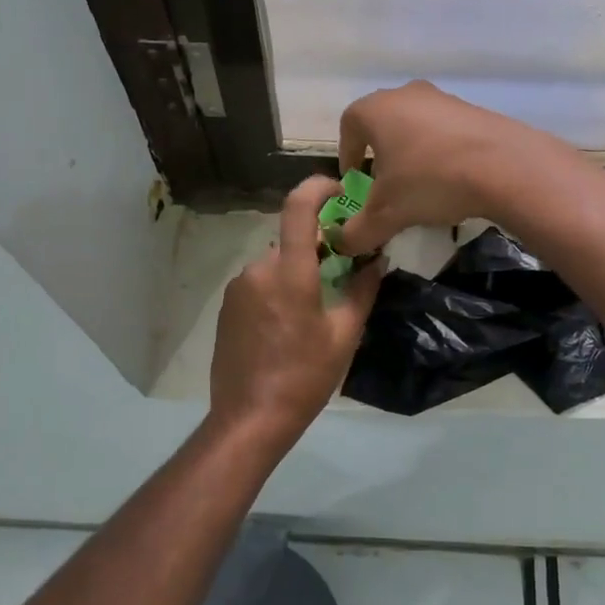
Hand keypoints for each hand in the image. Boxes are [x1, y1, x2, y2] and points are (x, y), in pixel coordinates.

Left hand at [208, 177, 382, 450]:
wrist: (249, 417)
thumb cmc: (305, 377)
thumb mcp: (344, 335)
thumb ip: (362, 291)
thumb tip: (377, 261)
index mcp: (290, 271)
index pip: (299, 207)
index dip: (318, 187)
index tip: (339, 189)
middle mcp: (258, 269)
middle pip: (292, 243)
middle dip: (317, 252)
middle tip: (341, 277)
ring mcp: (238, 288)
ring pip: (276, 266)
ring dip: (296, 275)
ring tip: (313, 313)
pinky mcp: (226, 307)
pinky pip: (259, 285)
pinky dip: (277, 292)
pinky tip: (286, 328)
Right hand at [330, 80, 562, 254]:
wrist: (505, 166)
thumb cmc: (429, 180)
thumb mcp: (387, 214)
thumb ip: (358, 231)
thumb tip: (344, 244)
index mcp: (376, 110)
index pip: (348, 125)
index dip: (346, 153)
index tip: (354, 178)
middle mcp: (406, 94)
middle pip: (383, 123)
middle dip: (380, 153)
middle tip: (385, 184)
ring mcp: (443, 98)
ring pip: (415, 125)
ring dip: (412, 152)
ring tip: (420, 185)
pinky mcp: (474, 110)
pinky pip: (445, 131)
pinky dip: (440, 152)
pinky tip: (451, 179)